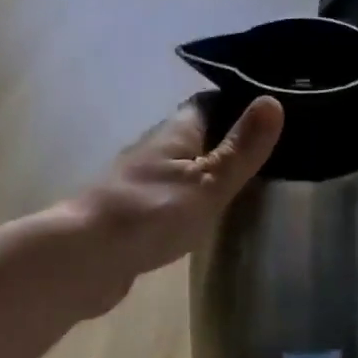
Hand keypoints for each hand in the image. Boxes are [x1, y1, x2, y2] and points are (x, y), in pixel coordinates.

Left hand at [64, 95, 284, 311]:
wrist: (85, 257)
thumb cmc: (151, 212)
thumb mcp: (208, 181)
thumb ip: (240, 148)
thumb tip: (272, 100)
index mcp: (174, 132)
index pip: (208, 102)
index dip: (237, 101)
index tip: (270, 108)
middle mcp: (154, 149)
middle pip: (195, 134)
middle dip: (226, 138)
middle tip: (268, 149)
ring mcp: (140, 181)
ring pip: (181, 166)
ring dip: (206, 170)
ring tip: (246, 180)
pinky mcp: (132, 213)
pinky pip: (170, 196)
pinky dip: (190, 198)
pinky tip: (206, 214)